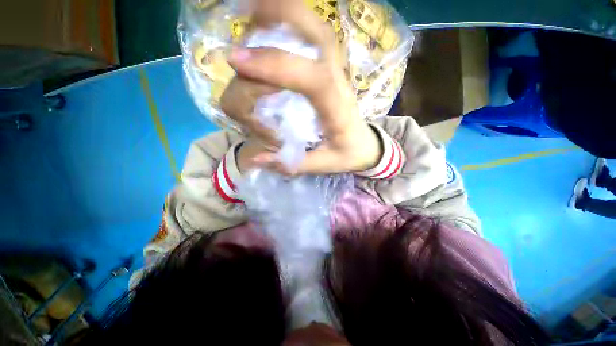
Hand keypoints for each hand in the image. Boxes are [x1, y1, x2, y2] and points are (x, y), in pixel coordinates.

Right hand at [222, 0, 381, 174]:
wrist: (364, 142)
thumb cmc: (346, 154)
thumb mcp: (324, 165)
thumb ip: (293, 163)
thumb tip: (255, 158)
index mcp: (338, 109)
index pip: (313, 79)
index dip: (276, 68)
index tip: (238, 64)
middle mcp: (337, 79)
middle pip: (313, 30)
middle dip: (273, 22)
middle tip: (239, 51)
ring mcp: (334, 66)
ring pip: (309, 21)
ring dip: (275, 17)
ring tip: (248, 37)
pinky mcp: (329, 63)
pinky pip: (308, 28)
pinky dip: (284, 19)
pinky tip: (264, 30)